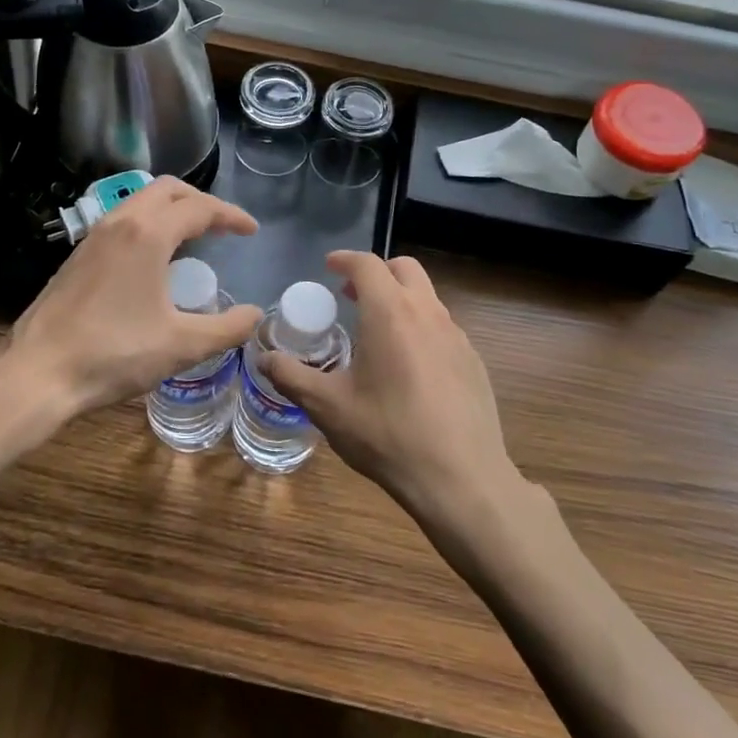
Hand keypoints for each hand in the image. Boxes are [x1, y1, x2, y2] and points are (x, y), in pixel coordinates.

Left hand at [0, 177, 262, 445]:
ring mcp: (93, 237)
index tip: (251, 231)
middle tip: (222, 226)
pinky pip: (121, 220)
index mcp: (148, 234)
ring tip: (192, 237)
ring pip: (139, 201)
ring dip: (171, 209)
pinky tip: (153, 259)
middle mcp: (119, 223)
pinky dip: (148, 223)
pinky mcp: (77, 256)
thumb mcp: (181, 345)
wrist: (37, 373)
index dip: (231, 216)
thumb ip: (226, 328)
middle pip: (167, 189)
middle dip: (200, 201)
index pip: (199, 208)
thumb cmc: (113, 354)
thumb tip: (255, 315)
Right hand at [263, 251, 521, 526]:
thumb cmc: (387, 435)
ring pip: (427, 297)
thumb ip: (291, 377)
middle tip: (351, 295)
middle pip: (404, 268)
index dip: (345, 259)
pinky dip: (421, 328)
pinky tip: (409, 368)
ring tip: (377, 332)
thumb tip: (264, 359)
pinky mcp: (473, 360)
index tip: (329, 266)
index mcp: (390, 313)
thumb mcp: (327, 407)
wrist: (460, 478)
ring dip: (400, 300)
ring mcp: (457, 336)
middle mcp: (427, 313)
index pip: (367, 265)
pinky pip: (443, 328)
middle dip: (377, 272)